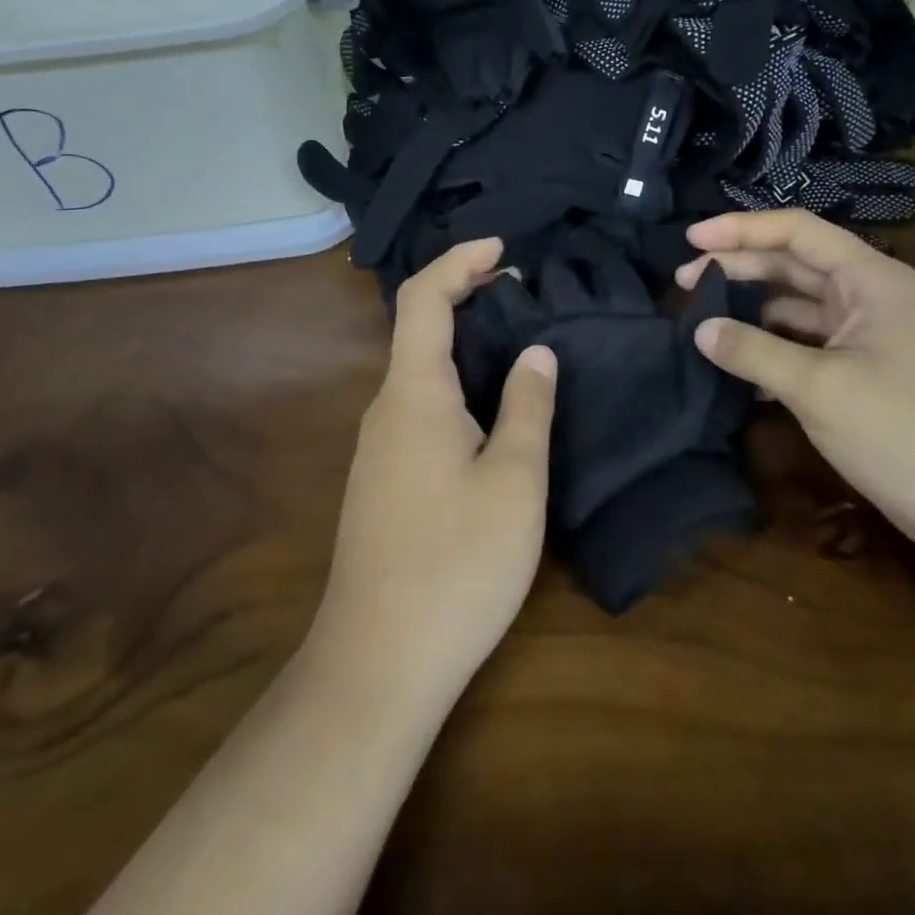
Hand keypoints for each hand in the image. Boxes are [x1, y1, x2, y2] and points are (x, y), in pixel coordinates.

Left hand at [310, 238, 556, 708]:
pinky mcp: (384, 482)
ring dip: (464, 346)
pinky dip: (456, 385)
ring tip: (520, 348)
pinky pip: (420, 409)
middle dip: (468, 298)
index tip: (504, 249)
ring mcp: (379, 448)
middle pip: (419, 329)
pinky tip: (491, 414)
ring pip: (421, 373)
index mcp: (414, 394)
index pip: (424, 298)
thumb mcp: (513, 481)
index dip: (460, 261)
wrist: (378, 664)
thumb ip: (527, 407)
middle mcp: (386, 409)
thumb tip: (537, 353)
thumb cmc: (456, 564)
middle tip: (525, 296)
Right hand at [677, 210, 914, 563]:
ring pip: (798, 307)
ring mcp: (869, 336)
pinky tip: (739, 367)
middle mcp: (870, 296)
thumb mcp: (820, 388)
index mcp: (870, 279)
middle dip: (739, 268)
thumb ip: (754, 352)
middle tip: (684, 284)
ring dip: (752, 311)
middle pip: (794, 265)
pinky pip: (808, 345)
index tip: (690, 240)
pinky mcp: (865, 372)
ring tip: (702, 323)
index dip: (740, 230)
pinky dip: (773, 349)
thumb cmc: (906, 432)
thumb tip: (700, 330)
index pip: (797, 231)